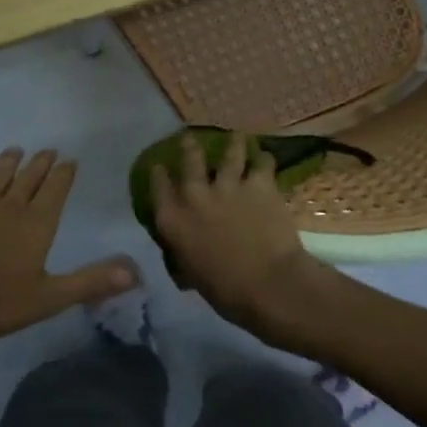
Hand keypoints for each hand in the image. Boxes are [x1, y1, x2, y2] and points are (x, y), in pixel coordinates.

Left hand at [0, 147, 139, 345]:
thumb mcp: (49, 297)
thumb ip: (90, 282)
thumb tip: (134, 272)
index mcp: (36, 223)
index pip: (55, 189)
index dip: (64, 173)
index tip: (70, 160)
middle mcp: (9, 207)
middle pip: (29, 177)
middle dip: (41, 163)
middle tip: (49, 150)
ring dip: (10, 162)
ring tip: (16, 150)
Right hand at [150, 132, 330, 340]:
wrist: (268, 284)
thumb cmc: (225, 291)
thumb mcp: (191, 273)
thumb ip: (184, 250)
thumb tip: (186, 247)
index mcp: (173, 220)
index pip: (158, 187)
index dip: (158, 173)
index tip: (160, 166)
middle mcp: (195, 194)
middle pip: (190, 158)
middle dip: (189, 146)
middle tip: (190, 138)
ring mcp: (228, 184)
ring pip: (229, 152)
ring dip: (233, 143)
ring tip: (236, 136)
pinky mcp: (259, 183)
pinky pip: (262, 162)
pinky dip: (263, 159)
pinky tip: (265, 157)